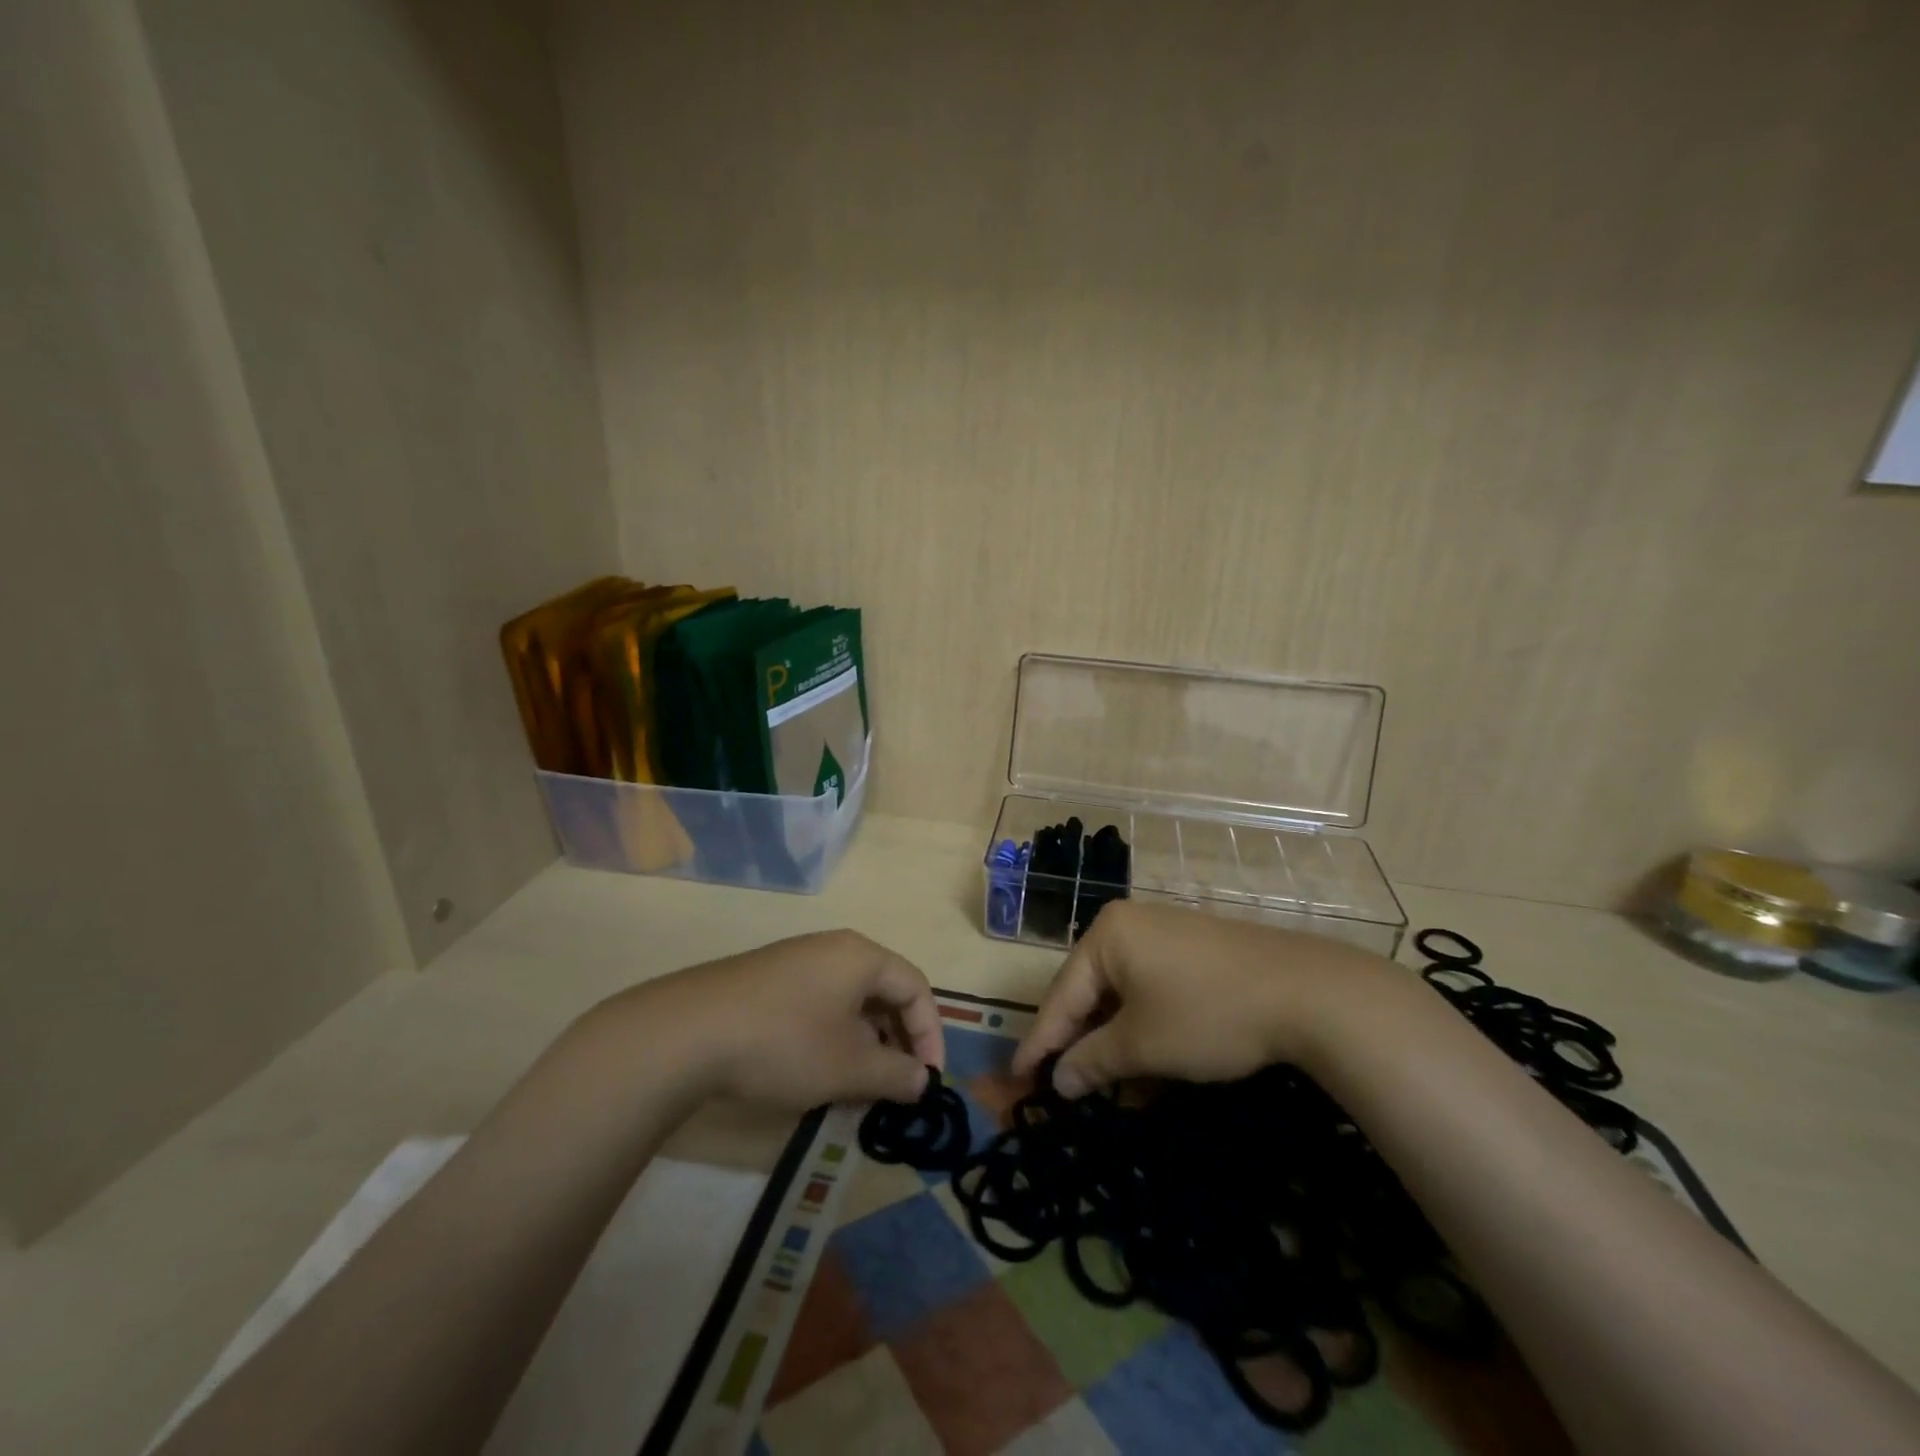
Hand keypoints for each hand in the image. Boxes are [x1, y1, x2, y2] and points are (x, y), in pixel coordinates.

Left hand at [622, 929, 944, 1107]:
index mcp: (861, 956)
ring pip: (849, 1000)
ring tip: (856, 1085)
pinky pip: (818, 1003)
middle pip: (883, 991)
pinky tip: (815, 1071)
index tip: (927, 1082)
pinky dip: (831, 1036)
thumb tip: (922, 1081)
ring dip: (864, 1043)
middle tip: (895, 1085)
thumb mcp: (848, 1067)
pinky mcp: (766, 980)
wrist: (686, 1032)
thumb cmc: (784, 1043)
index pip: (915, 988)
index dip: (930, 1035)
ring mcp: (795, 961)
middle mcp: (832, 948)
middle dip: (896, 1041)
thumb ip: (895, 1074)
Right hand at [1011, 901, 1392, 1097]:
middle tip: (1061, 1085)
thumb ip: (1092, 1061)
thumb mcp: (1143, 1045)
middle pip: (1090, 991)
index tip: (1018, 1078)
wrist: (1306, 992)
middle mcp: (1130, 925)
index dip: (1040, 1042)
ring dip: (1114, 1042)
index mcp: (1107, 936)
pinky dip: (1144, 1028)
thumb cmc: (1207, 1013)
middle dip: (1080, 1042)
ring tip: (1105, 1086)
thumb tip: (1058, 1080)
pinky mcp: (1195, 952)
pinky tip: (1147, 1065)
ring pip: (1123, 995)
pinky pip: (1152, 991)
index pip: (1061, 995)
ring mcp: (1166, 935)